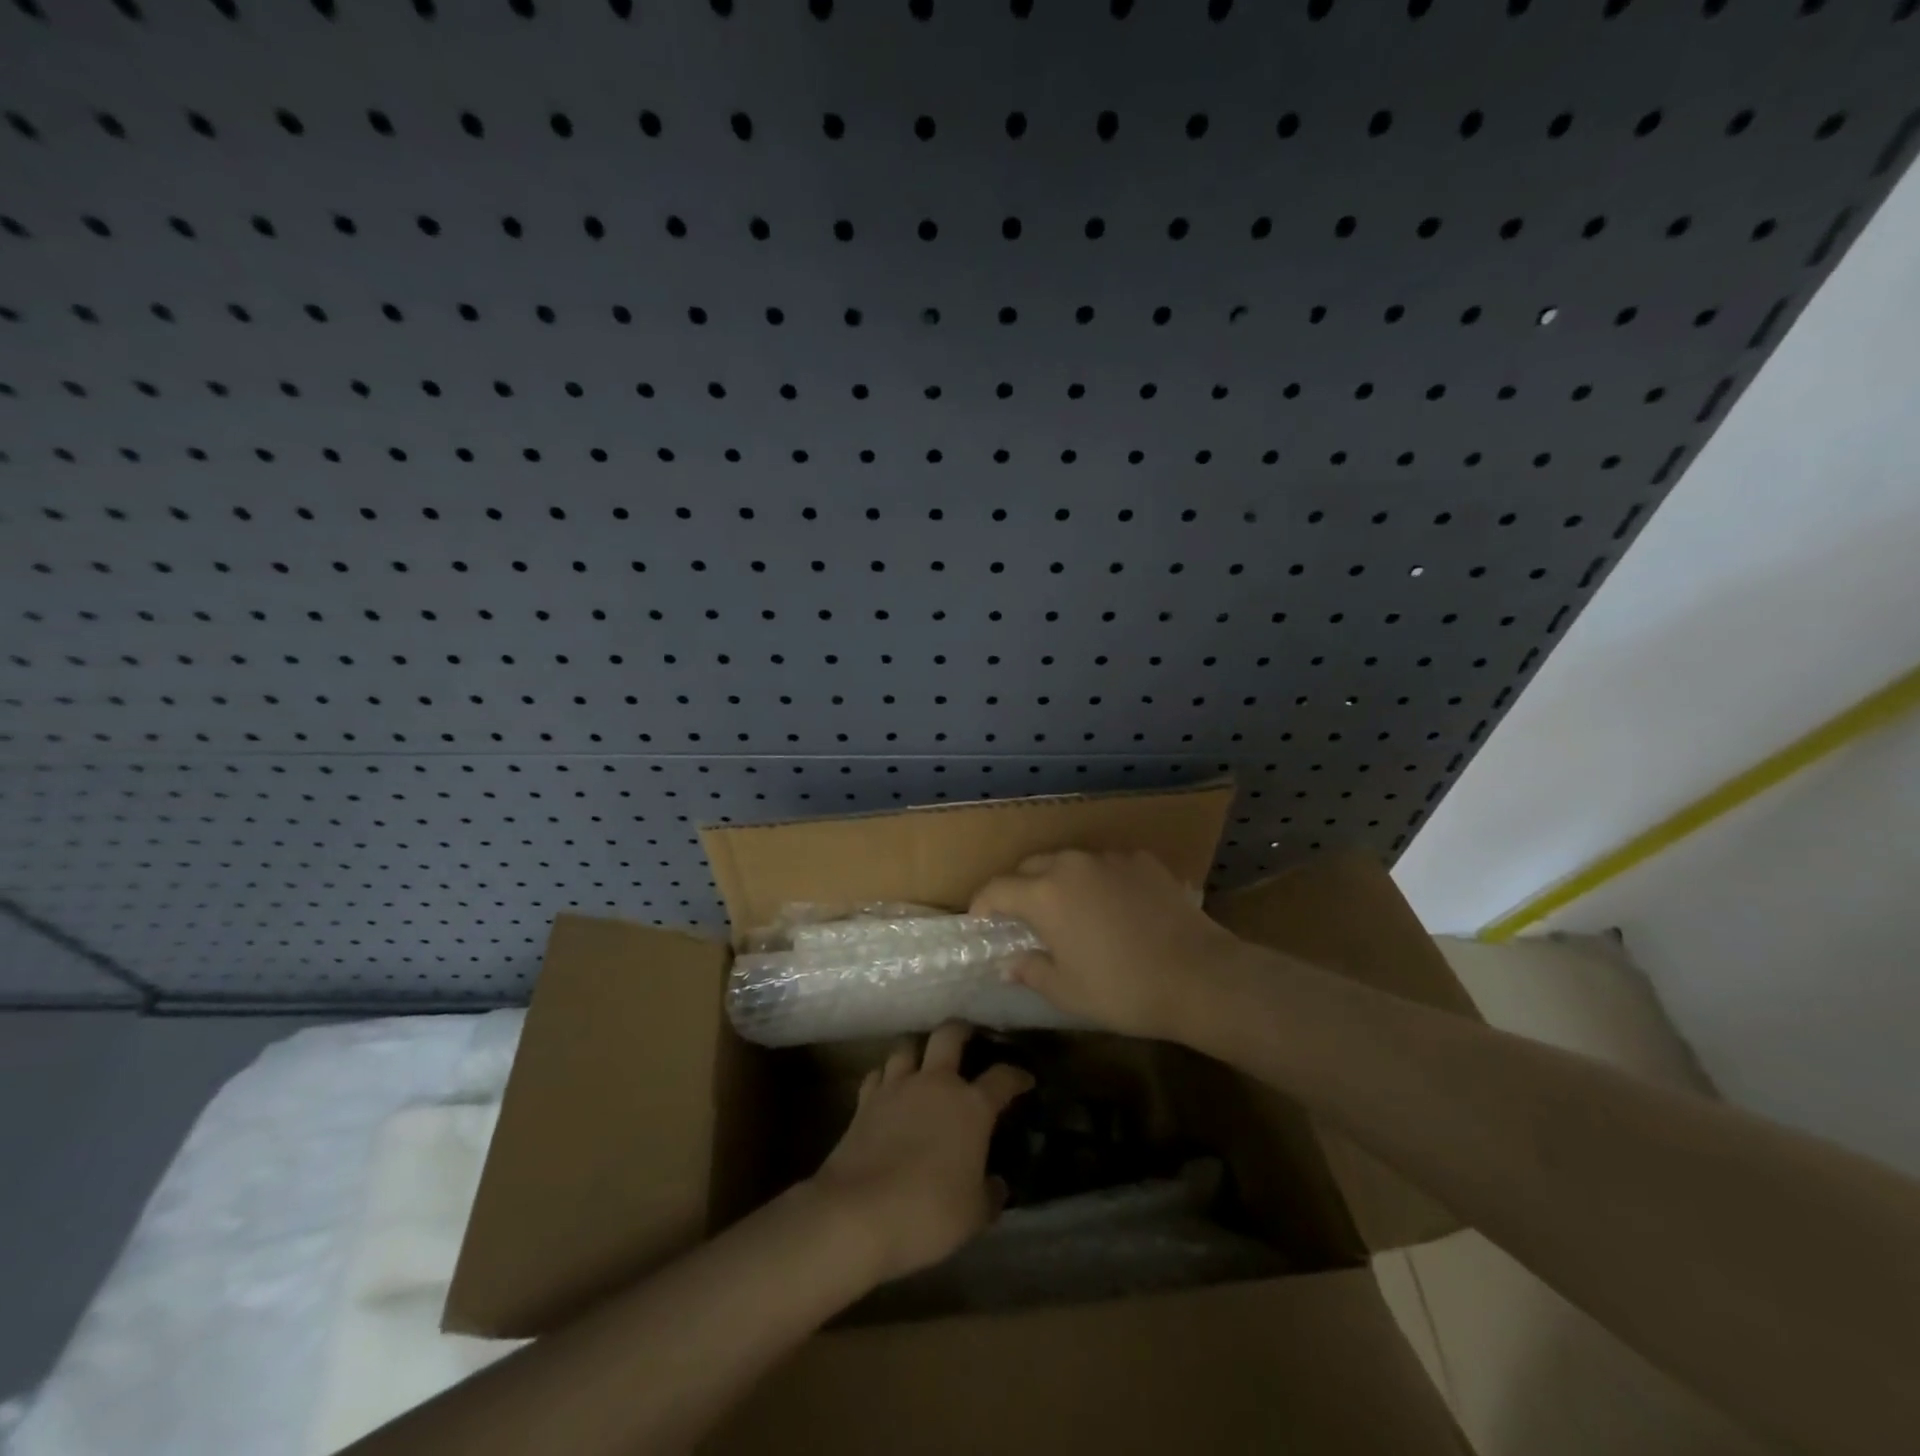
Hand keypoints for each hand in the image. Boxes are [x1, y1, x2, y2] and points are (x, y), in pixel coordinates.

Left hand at [808, 1022, 1033, 1284]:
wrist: (857, 1214)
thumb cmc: (928, 1213)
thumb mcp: (974, 1215)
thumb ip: (990, 1194)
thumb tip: (996, 1184)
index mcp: (971, 1106)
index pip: (1002, 1078)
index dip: (1017, 1076)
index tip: (1025, 1079)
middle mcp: (935, 1084)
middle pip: (949, 1035)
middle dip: (962, 1031)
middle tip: (970, 1038)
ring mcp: (896, 1088)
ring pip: (908, 1047)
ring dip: (918, 1051)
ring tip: (924, 1064)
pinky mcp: (864, 1101)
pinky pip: (878, 1075)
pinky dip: (886, 1077)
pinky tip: (889, 1090)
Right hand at [971, 848, 1249, 1038]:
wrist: (1200, 975)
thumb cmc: (1124, 989)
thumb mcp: (1068, 991)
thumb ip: (1031, 971)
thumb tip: (1009, 964)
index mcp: (1045, 894)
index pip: (997, 889)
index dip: (982, 905)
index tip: (980, 921)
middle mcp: (1072, 864)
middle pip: (1031, 866)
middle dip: (1018, 888)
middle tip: (1022, 916)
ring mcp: (1110, 858)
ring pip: (1069, 861)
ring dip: (1058, 880)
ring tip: (1068, 907)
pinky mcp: (1143, 860)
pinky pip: (1106, 864)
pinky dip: (1097, 879)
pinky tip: (1112, 904)